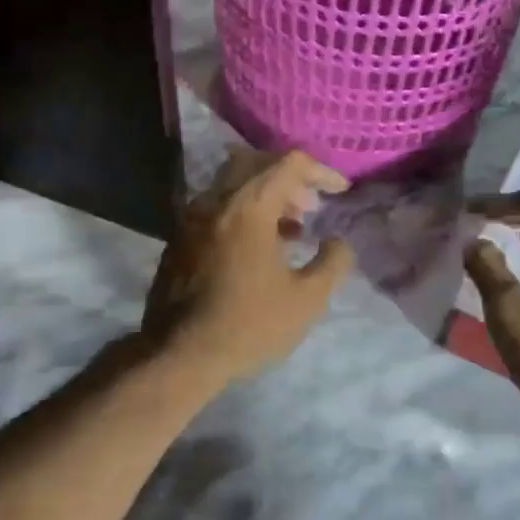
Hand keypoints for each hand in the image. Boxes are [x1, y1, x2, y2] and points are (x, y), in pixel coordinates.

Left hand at [144, 149, 354, 384]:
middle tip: (311, 207)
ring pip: (232, 184)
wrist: (179, 356)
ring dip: (265, 196)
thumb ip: (333, 263)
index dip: (322, 172)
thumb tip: (339, 242)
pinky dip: (242, 213)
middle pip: (257, 164)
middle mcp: (215, 201)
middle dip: (290, 179)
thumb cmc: (249, 325)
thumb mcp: (308, 299)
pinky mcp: (178, 240)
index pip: (289, 164)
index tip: (341, 192)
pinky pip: (216, 208)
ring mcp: (190, 219)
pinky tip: (257, 250)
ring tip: (291, 230)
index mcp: (248, 207)